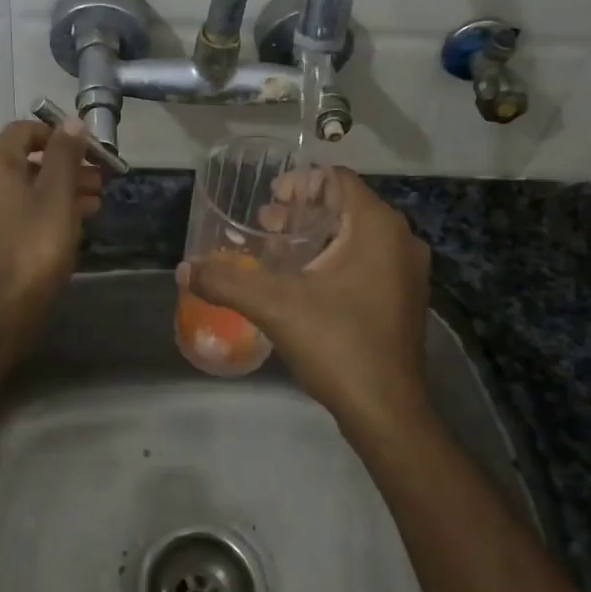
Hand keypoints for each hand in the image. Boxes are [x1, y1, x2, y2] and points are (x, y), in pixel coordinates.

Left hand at [0, 118, 102, 346]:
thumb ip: (65, 154)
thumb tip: (71, 121)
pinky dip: (42, 207)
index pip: (25, 130)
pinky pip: (16, 209)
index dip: (59, 135)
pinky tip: (72, 221)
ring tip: (94, 202)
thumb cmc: (36, 243)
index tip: (89, 151)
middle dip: (64, 165)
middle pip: (25, 159)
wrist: (4, 306)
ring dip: (58, 188)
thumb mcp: (58, 194)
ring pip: (23, 186)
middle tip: (99, 179)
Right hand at [178, 168, 432, 442]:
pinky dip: (334, 260)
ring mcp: (407, 272)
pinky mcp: (403, 299)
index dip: (299, 182)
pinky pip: (366, 261)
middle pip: (345, 206)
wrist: (387, 412)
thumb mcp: (275, 306)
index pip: (337, 179)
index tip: (268, 200)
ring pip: (356, 235)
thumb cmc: (337, 344)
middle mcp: (400, 240)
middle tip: (265, 226)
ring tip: (278, 252)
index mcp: (377, 227)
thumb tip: (183, 270)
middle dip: (302, 211)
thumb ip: (227, 281)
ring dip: (316, 237)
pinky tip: (303, 283)